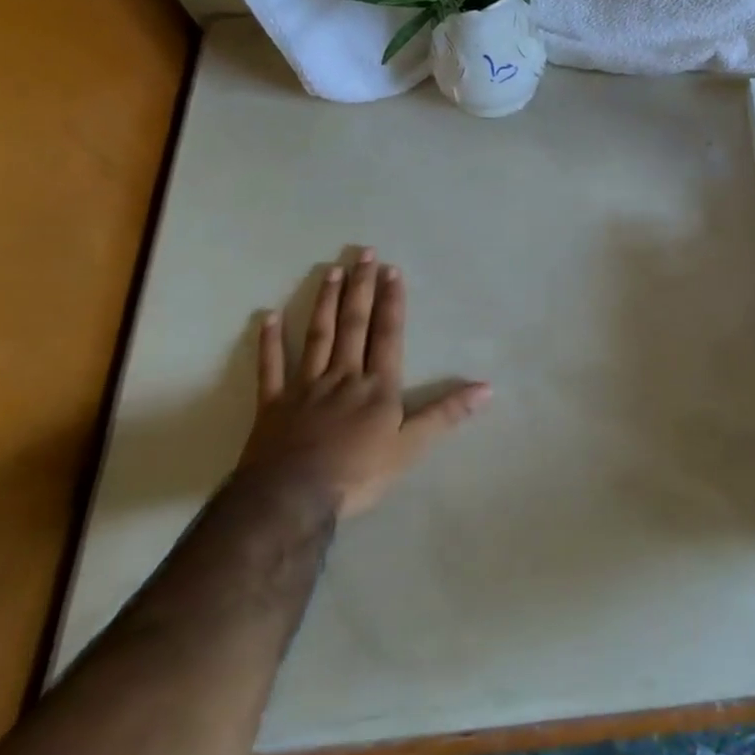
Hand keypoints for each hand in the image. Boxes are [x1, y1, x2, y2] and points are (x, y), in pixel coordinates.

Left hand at [238, 247, 489, 518]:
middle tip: (363, 253)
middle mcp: (343, 375)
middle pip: (354, 324)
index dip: (392, 301)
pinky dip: (269, 342)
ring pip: (318, 336)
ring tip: (331, 270)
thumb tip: (487, 388)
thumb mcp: (410, 448)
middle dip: (361, 288)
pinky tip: (267, 316)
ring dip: (325, 302)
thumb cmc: (357, 474)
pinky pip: (271, 368)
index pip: (388, 334)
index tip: (391, 269)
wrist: (291, 500)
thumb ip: (446, 414)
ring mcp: (305, 387)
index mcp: (377, 386)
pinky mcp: (273, 404)